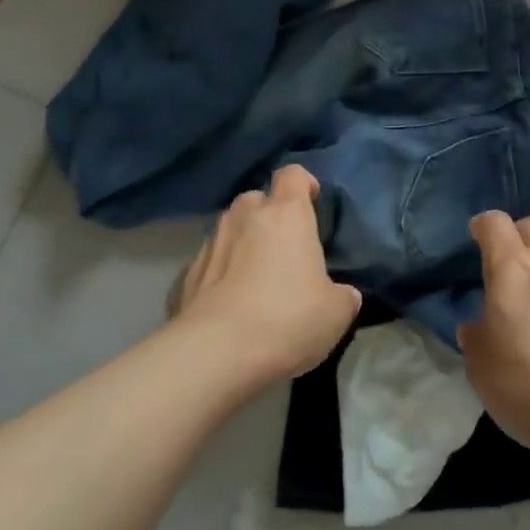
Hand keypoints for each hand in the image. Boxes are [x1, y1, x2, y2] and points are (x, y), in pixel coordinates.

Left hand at [173, 165, 360, 380]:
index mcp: (286, 215)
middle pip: (257, 200)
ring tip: (255, 279)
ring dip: (242, 244)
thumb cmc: (286, 319)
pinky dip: (220, 274)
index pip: (293, 175)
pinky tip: (229, 305)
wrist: (215, 354)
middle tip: (284, 248)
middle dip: (269, 216)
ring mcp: (211, 244)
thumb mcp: (336, 312)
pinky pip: (210, 262)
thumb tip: (342, 294)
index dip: (303, 184)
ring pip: (230, 230)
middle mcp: (245, 217)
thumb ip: (342, 294)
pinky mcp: (186, 275)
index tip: (312, 203)